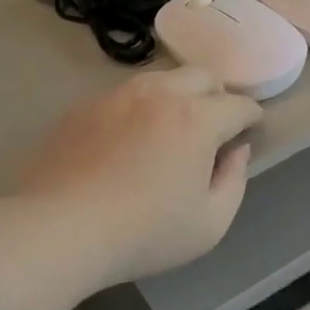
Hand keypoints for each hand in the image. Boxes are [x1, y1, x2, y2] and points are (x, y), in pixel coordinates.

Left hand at [20, 68, 261, 285]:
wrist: (58, 230)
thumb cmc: (144, 234)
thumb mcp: (210, 224)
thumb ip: (235, 181)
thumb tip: (236, 151)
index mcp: (196, 119)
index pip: (239, 105)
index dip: (252, 117)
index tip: (250, 131)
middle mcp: (158, 94)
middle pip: (201, 76)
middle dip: (217, 96)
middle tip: (214, 127)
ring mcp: (115, 96)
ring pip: (160, 80)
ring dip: (177, 96)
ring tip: (171, 130)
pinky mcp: (82, 108)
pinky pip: (123, 97)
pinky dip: (139, 109)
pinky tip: (128, 141)